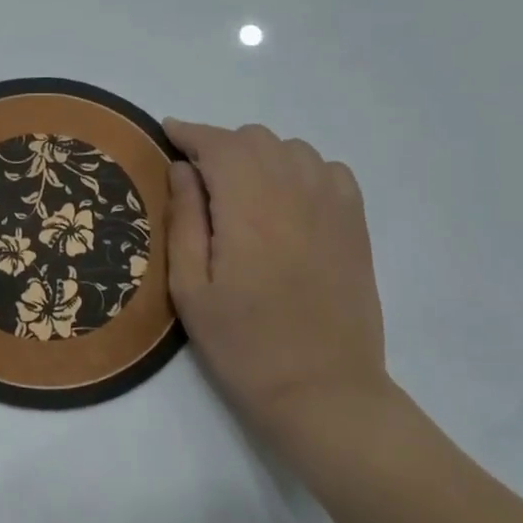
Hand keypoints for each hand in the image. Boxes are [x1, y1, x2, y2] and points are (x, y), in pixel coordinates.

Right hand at [163, 119, 390, 438]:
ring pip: (291, 148)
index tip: (167, 132)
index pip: (218, 145)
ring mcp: (333, 207)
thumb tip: (182, 169)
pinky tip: (284, 198)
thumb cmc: (243, 344)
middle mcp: (295, 194)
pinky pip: (327, 170)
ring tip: (237, 187)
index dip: (189, 133)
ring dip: (257, 155)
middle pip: (255, 138)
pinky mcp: (355, 225)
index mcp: (249, 208)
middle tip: (195, 175)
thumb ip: (184, 219)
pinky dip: (299, 168)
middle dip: (219, 145)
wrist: (322, 390)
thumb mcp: (190, 288)